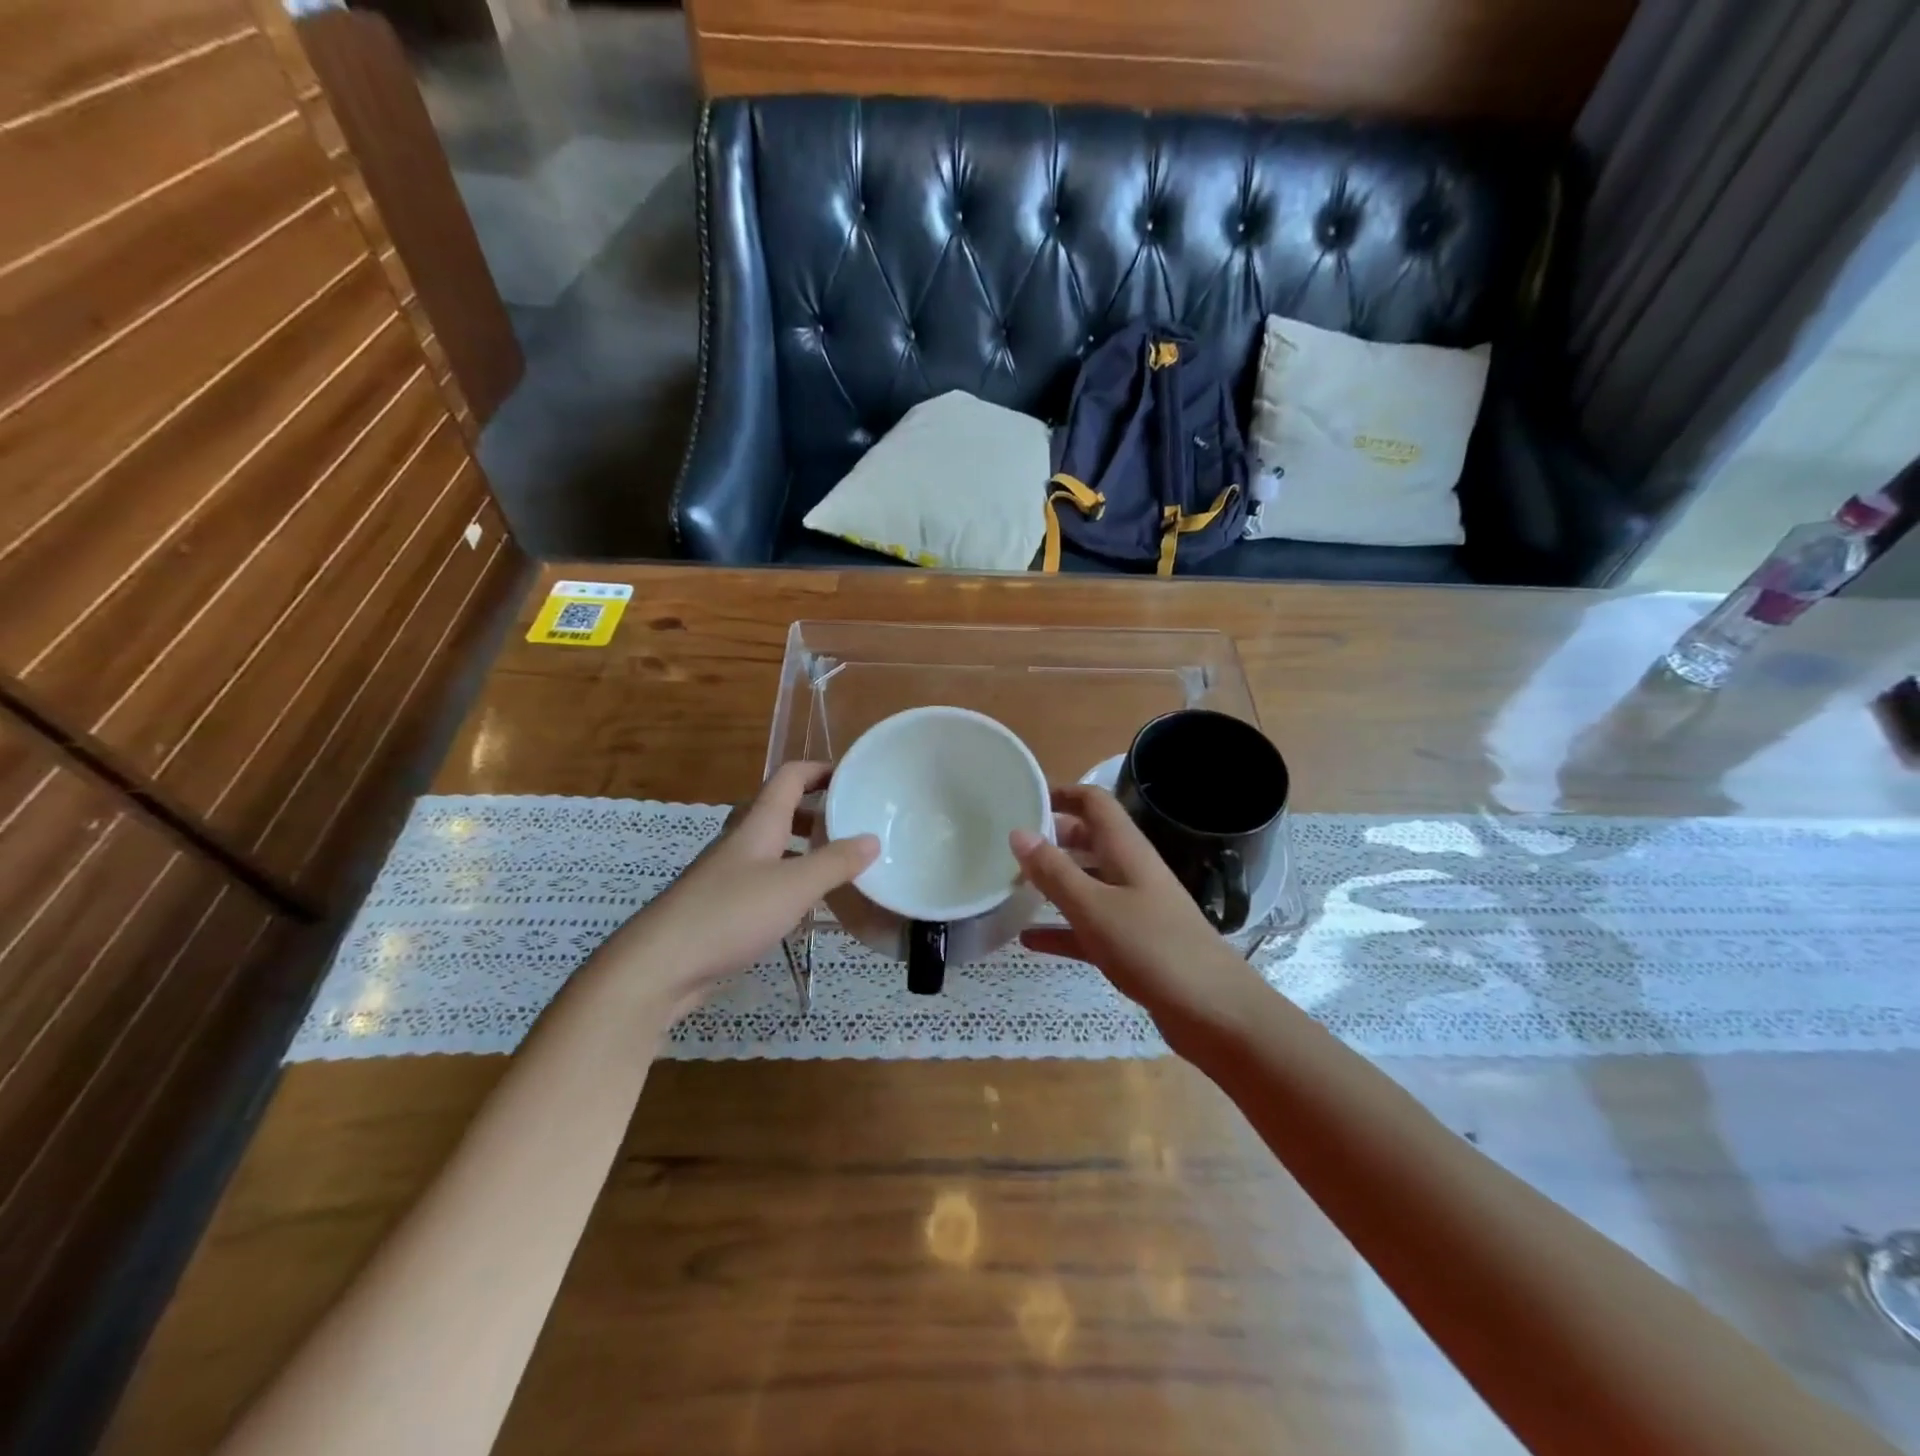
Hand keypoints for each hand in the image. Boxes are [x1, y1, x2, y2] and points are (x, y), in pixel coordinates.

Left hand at [616, 762, 877, 1018]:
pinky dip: (789, 881)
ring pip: (771, 846)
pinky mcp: (722, 905)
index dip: (820, 769)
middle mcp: (741, 841)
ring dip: (802, 847)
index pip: (789, 776)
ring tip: (837, 864)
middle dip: (815, 810)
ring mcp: (728, 874)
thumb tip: (873, 839)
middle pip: (779, 809)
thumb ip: (835, 862)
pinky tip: (806, 906)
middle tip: (850, 824)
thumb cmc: (730, 913)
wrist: (660, 965)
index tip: (853, 777)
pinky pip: (763, 879)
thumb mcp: (794, 886)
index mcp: (758, 824)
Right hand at [1012, 785, 1261, 1031]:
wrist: (1214, 1012)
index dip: (1062, 794)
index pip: (1094, 803)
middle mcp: (1131, 871)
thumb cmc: (1152, 948)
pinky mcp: (1134, 945)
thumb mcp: (1094, 907)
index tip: (1023, 799)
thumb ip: (1054, 871)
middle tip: (1009, 846)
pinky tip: (1028, 941)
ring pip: (1087, 884)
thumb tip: (1018, 832)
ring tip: (1012, 887)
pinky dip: (1062, 929)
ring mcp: (1134, 909)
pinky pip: (1090, 927)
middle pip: (1089, 840)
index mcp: (1126, 850)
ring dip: (1054, 883)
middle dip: (1052, 838)